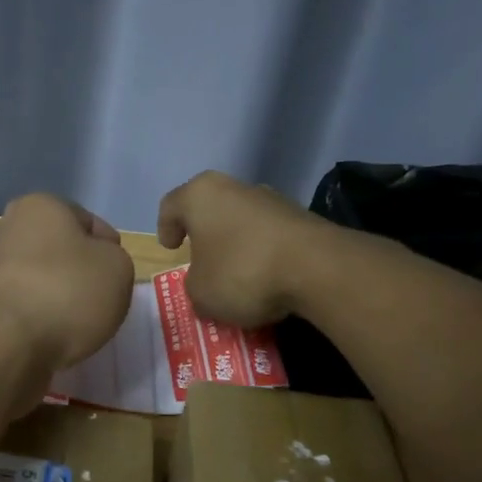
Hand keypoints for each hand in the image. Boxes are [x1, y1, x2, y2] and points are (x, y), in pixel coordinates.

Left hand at [0, 194, 135, 374]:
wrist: (5, 343)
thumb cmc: (67, 292)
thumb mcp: (118, 268)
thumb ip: (114, 259)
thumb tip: (94, 268)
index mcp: (42, 206)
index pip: (91, 224)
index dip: (110, 252)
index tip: (116, 280)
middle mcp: (10, 228)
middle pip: (63, 252)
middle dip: (82, 275)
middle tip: (100, 303)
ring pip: (44, 280)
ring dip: (61, 298)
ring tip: (76, 326)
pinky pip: (27, 307)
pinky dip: (41, 319)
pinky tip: (51, 336)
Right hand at [157, 171, 323, 327]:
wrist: (317, 267)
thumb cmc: (242, 271)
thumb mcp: (201, 293)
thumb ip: (194, 286)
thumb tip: (206, 283)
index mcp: (200, 195)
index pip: (171, 205)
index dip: (165, 227)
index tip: (171, 248)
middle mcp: (234, 188)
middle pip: (210, 209)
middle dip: (204, 234)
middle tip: (200, 259)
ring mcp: (271, 199)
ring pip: (242, 220)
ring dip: (236, 243)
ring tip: (236, 274)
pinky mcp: (301, 217)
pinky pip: (270, 235)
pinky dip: (263, 252)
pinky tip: (266, 278)